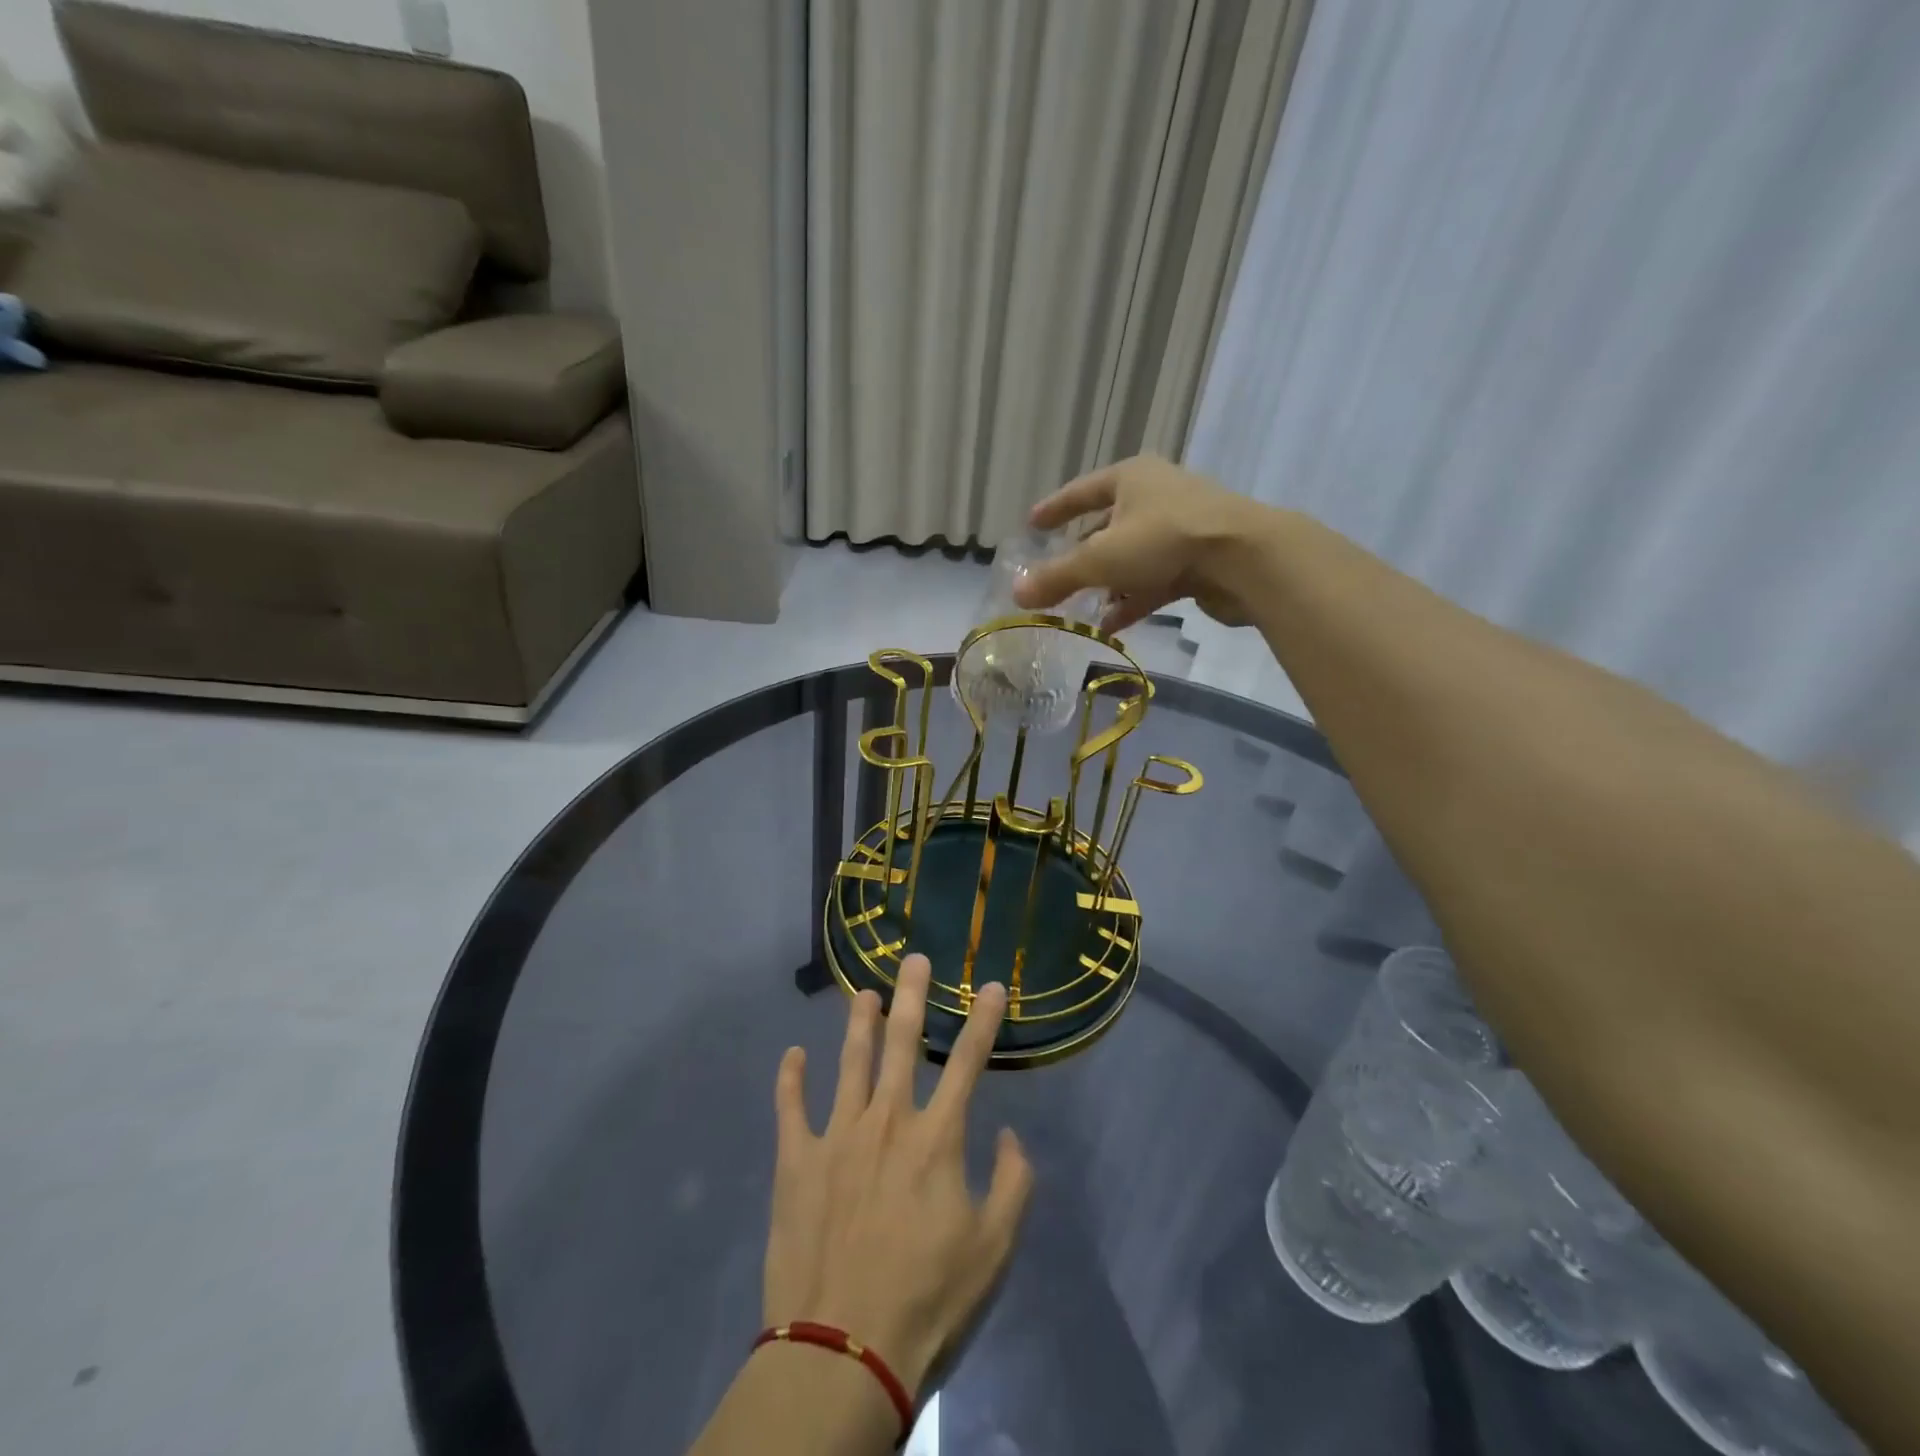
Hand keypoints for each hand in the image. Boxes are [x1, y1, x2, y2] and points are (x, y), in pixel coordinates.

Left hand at [764, 956, 1033, 1395]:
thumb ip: (1014, 1184)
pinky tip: (792, 1055)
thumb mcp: (994, 1249)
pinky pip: (790, 1108)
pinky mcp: (796, 1161)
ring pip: (848, 1061)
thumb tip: (1011, 1135)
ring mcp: (836, 1136)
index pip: (968, 1062)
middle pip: (901, 1043)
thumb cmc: (927, 1299)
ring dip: (857, 1022)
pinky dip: (790, 1079)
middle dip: (911, 995)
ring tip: (863, 992)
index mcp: (936, 1138)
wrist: (842, 1351)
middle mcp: (887, 1120)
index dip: (983, 1020)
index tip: (993, 986)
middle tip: (913, 958)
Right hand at [1012, 453, 1276, 632]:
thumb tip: (1016, 593)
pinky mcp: (1200, 560)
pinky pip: (1155, 580)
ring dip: (1107, 584)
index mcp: (1131, 478)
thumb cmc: (1164, 541)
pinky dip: (1133, 600)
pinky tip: (1112, 626)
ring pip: (1132, 557)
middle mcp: (1157, 496)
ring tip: (1081, 610)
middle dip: (1082, 555)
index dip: (1054, 509)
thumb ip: (1057, 577)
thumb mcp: (1100, 559)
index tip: (1033, 524)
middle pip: (1108, 526)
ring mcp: (1182, 528)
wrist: (1246, 559)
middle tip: (1057, 575)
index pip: (1081, 491)